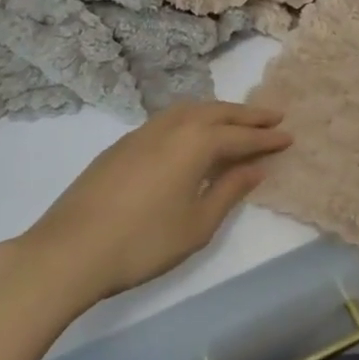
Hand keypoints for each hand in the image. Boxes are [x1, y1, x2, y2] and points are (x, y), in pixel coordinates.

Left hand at [20, 102, 291, 302]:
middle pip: (217, 113)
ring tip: (237, 120)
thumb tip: (255, 167)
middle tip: (274, 116)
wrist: (69, 250)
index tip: (289, 136)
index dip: (267, 139)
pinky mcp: (123, 144)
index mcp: (196, 143)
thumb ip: (229, 190)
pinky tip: (193, 134)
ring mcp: (143, 132)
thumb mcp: (197, 224)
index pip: (241, 136)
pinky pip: (170, 119)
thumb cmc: (143, 242)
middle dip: (248, 115)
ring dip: (219, 112)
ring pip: (190, 110)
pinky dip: (193, 118)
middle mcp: (172, 126)